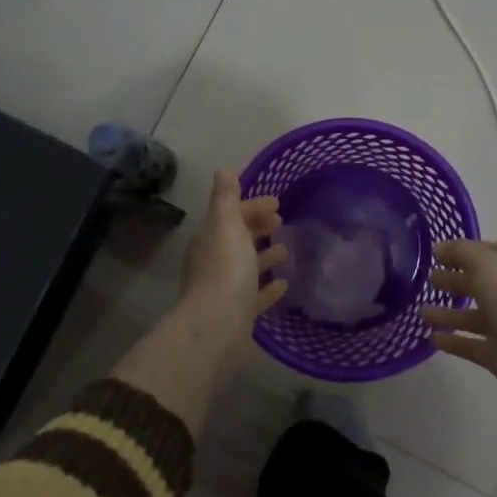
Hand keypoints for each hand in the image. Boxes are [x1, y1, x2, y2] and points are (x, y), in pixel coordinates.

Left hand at [178, 170, 287, 347]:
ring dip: (264, 257)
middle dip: (257, 228)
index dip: (252, 207)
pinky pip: (255, 296)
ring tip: (286, 251)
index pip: (231, 215)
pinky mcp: (238, 313)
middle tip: (281, 222)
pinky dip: (268, 288)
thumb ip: (226, 198)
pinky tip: (284, 285)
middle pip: (237, 239)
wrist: (217, 326)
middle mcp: (213, 262)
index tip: (277, 204)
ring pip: (246, 267)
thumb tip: (224, 170)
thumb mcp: (226, 225)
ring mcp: (225, 289)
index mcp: (210, 239)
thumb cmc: (225, 270)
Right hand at [418, 240, 496, 406]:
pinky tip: (432, 338)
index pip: (491, 253)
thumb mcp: (488, 265)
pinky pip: (471, 345)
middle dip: (454, 280)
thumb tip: (439, 247)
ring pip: (473, 316)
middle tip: (428, 279)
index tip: (438, 253)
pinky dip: (453, 341)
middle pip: (480, 284)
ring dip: (448, 313)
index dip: (466, 251)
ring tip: (421, 312)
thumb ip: (462, 252)